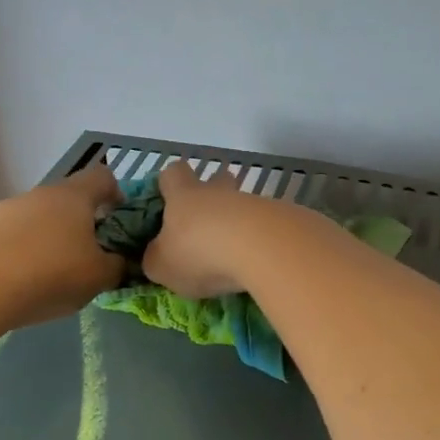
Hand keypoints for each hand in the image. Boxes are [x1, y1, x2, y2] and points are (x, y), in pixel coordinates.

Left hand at [0, 164, 125, 327]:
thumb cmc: (49, 274)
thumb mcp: (99, 277)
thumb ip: (117, 266)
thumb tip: (119, 261)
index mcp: (74, 196)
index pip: (103, 177)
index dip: (117, 195)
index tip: (120, 224)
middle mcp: (40, 194)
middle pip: (70, 200)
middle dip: (83, 225)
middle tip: (90, 259)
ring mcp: (7, 210)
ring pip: (40, 219)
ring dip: (52, 240)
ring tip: (53, 278)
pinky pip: (14, 237)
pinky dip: (24, 254)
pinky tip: (22, 284)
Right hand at [142, 160, 277, 298]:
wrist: (263, 248)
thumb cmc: (200, 252)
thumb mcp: (162, 266)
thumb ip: (156, 258)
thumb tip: (157, 255)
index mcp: (184, 195)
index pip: (173, 173)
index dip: (169, 183)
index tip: (168, 200)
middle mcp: (219, 192)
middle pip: (218, 179)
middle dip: (214, 195)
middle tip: (207, 225)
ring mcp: (254, 202)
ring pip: (243, 204)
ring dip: (239, 223)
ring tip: (235, 255)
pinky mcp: (282, 219)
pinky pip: (267, 225)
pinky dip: (262, 240)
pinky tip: (259, 262)